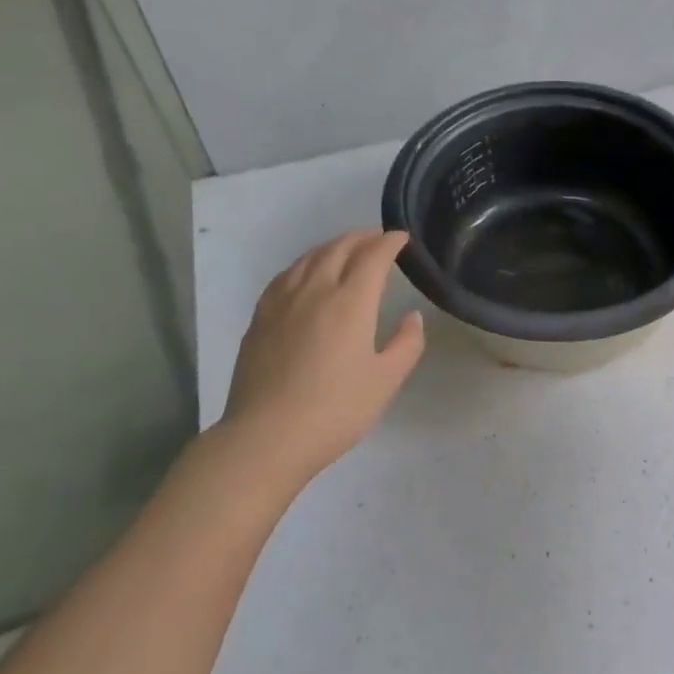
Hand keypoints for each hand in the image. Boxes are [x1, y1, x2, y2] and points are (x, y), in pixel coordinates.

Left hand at [212, 230, 424, 490]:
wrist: (267, 436)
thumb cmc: (335, 410)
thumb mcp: (386, 381)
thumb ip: (406, 344)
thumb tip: (412, 316)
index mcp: (350, 302)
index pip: (373, 257)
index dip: (390, 243)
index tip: (403, 238)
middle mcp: (315, 290)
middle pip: (339, 248)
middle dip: (362, 237)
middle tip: (378, 238)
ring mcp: (282, 302)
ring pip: (309, 258)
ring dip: (332, 246)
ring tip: (346, 249)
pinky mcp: (260, 317)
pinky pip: (286, 275)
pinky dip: (305, 264)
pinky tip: (305, 274)